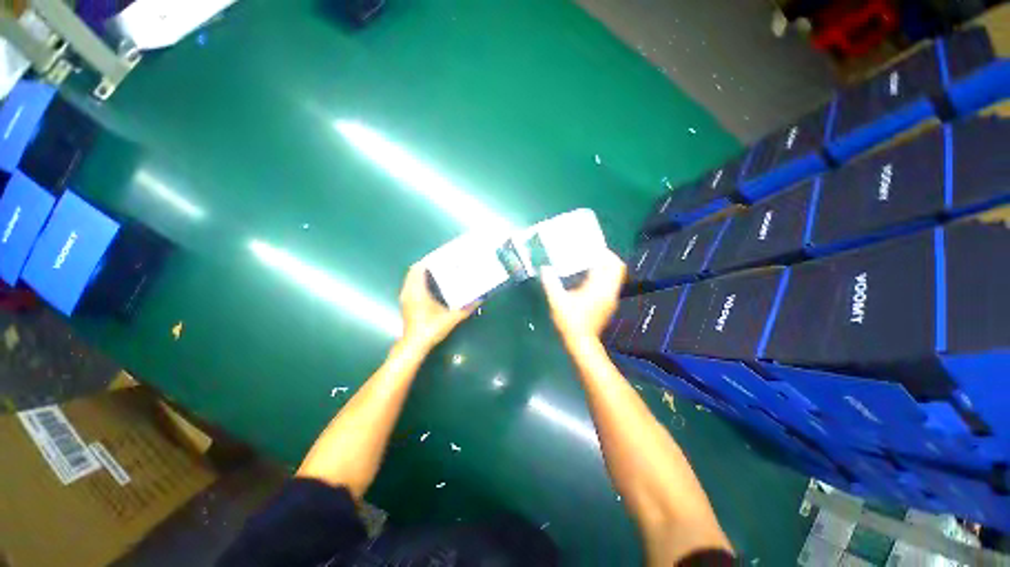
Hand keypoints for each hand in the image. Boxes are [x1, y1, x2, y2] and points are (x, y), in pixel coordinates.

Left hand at [398, 260, 476, 351]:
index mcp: (417, 291)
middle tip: (440, 263)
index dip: (427, 260)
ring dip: (421, 273)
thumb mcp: (451, 318)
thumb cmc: (431, 329)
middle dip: (425, 265)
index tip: (438, 256)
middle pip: (413, 272)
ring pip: (410, 279)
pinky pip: (410, 286)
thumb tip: (479, 299)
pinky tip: (430, 286)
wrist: (415, 345)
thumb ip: (466, 308)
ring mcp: (405, 298)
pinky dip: (418, 281)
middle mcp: (408, 292)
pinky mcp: (406, 304)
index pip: (418, 269)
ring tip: (436, 271)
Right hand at [540, 249, 625, 343]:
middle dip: (608, 258)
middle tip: (593, 253)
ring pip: (616, 276)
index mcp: (598, 288)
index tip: (593, 247)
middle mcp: (609, 291)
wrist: (581, 342)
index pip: (610, 265)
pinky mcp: (609, 304)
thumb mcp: (557, 301)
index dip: (605, 253)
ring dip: (607, 267)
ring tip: (591, 263)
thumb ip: (551, 283)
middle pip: (617, 268)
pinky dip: (605, 276)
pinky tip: (590, 279)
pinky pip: (612, 284)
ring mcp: (611, 298)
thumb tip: (545, 269)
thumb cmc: (570, 321)